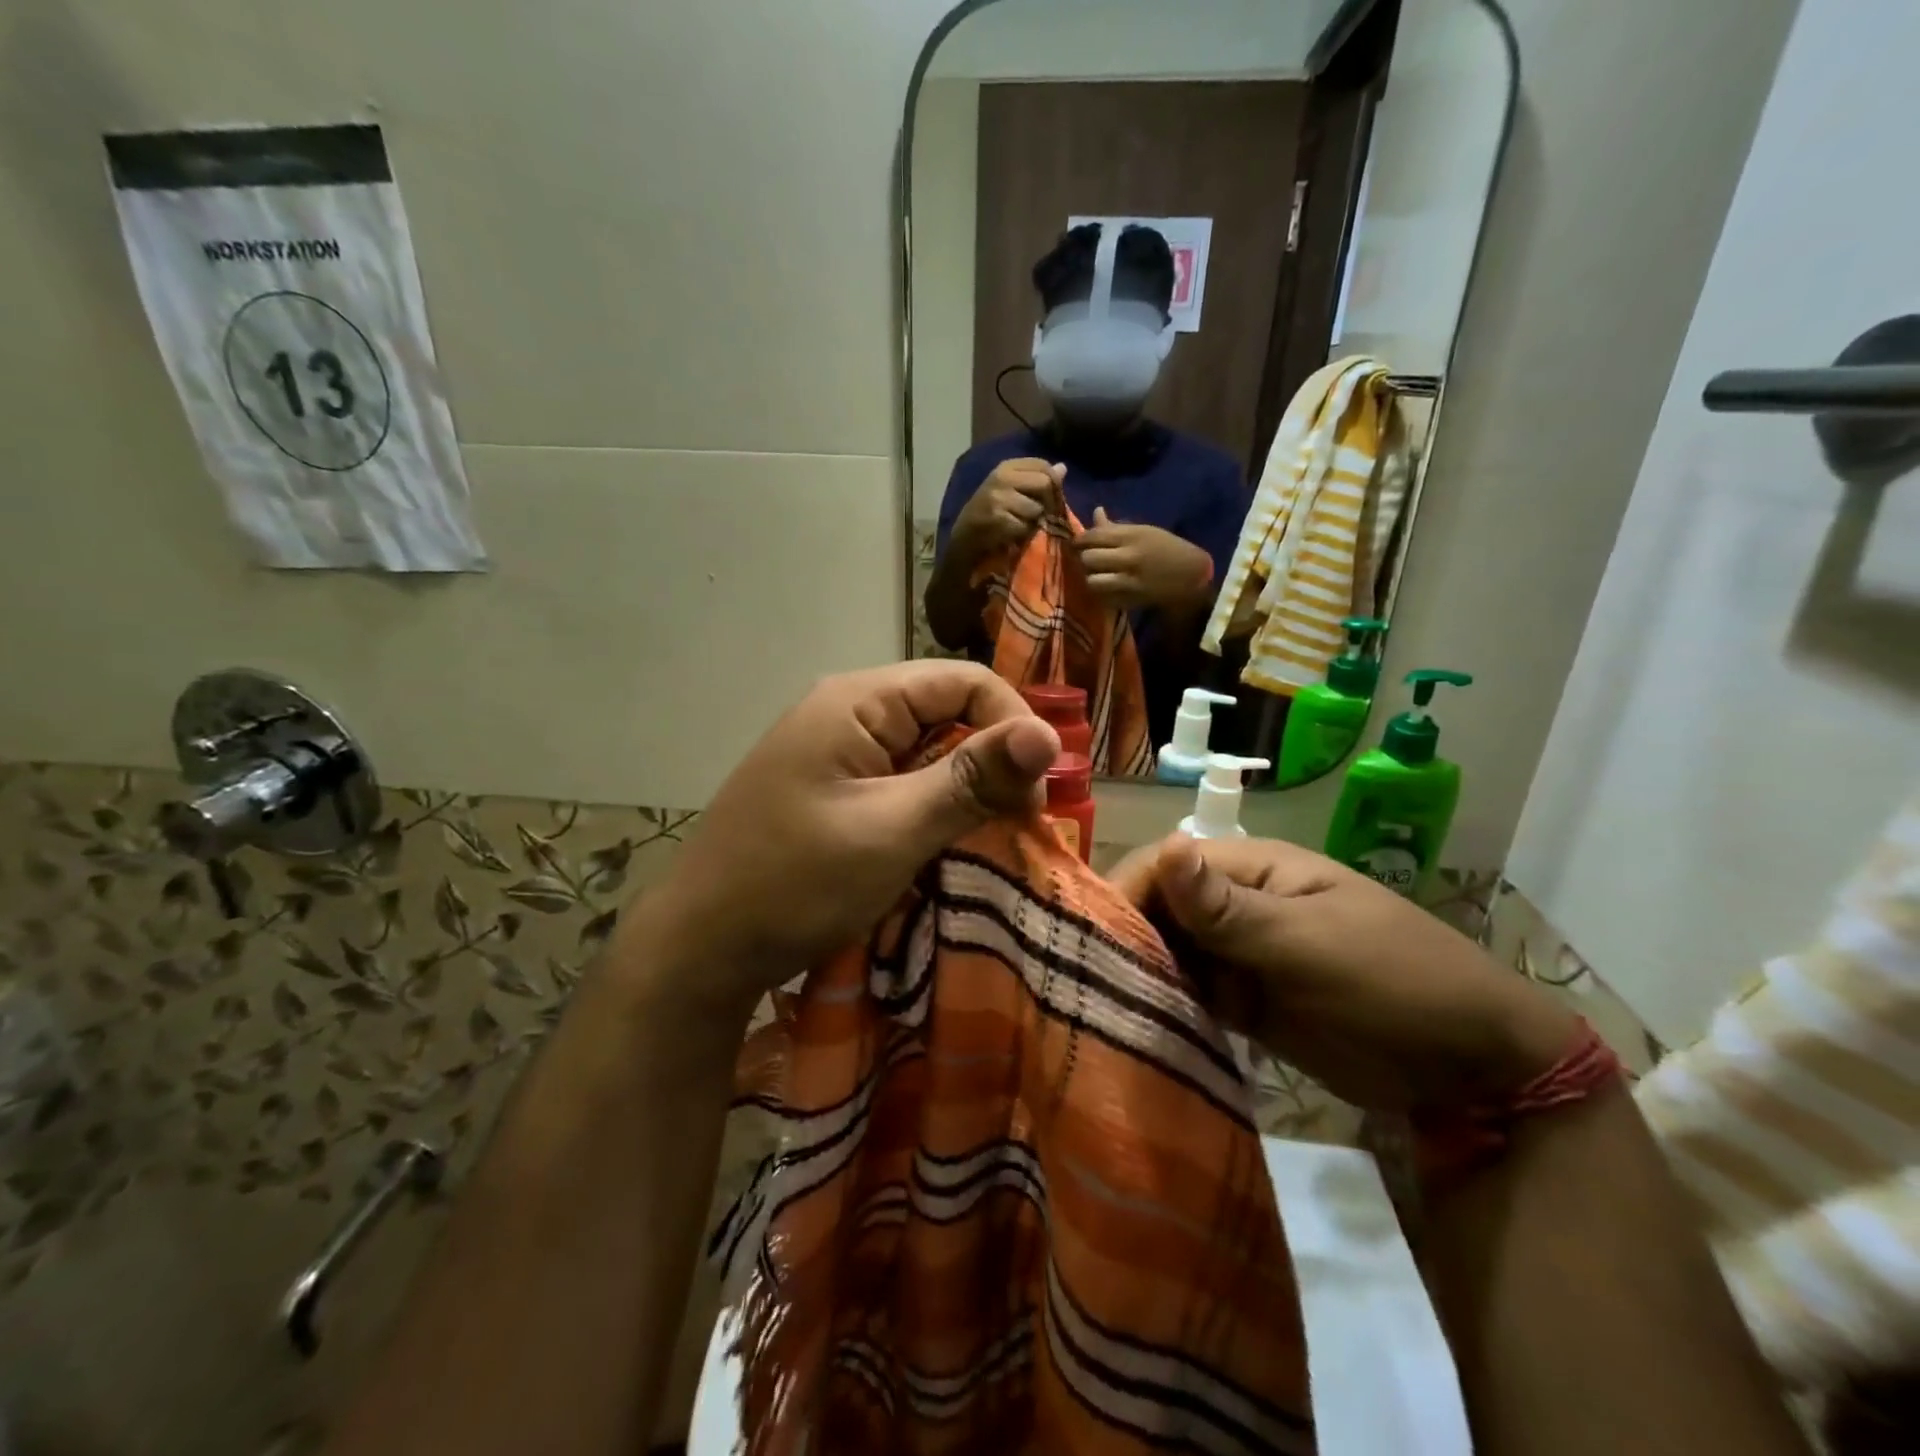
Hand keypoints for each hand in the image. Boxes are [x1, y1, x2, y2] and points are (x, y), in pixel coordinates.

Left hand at [617, 663, 1059, 1026]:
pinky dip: (933, 805)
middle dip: (992, 759)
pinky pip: (900, 778)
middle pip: (946, 711)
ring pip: (926, 749)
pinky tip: (948, 840)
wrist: (701, 947)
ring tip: (993, 835)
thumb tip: (1049, 736)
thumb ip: (970, 779)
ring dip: (965, 787)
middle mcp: (846, 711)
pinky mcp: (831, 787)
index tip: (1038, 794)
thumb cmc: (795, 883)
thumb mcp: (892, 831)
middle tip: (1021, 822)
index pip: (964, 681)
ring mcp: (835, 750)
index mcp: (857, 701)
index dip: (1013, 726)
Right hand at [951, 458, 1064, 561]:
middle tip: (1039, 515)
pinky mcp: (998, 519)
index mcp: (1006, 467)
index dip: (1053, 483)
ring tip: (1020, 524)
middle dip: (1047, 503)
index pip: (1043, 465)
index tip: (1047, 499)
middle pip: (1045, 483)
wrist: (964, 537)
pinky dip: (1022, 534)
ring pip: (1036, 508)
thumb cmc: (990, 513)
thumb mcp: (1011, 489)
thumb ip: (1036, 478)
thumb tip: (1063, 468)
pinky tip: (1012, 534)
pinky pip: (1025, 526)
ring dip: (1033, 521)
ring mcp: (998, 498)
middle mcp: (1002, 478)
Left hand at [1073, 508, 1212, 611]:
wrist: (1192, 576)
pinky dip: (1101, 594)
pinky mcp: (1130, 600)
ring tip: (1095, 576)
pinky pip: (1103, 598)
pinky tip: (1106, 589)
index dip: (1080, 540)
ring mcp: (1128, 582)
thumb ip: (1116, 527)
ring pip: (1092, 581)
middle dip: (1083, 559)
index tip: (1077, 543)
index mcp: (1132, 537)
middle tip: (1086, 560)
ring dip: (1090, 578)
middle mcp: (1128, 558)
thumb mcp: (1144, 531)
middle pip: (1089, 558)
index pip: (1093, 536)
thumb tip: (1096, 512)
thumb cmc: (1167, 548)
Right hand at [1111, 836, 1578, 1111]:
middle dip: (1125, 939)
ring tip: (1102, 1010)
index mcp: (1250, 869)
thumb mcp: (1309, 943)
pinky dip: (1165, 1006)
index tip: (1090, 940)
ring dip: (1141, 975)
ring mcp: (1237, 953)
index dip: (1125, 895)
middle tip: (1088, 984)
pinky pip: (1188, 994)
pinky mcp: (1241, 999)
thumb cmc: (1392, 982)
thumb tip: (1164, 849)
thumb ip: (1228, 908)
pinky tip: (1138, 1028)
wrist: (1470, 1066)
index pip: (1164, 866)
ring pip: (1167, 952)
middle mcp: (1233, 904)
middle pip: (1158, 908)